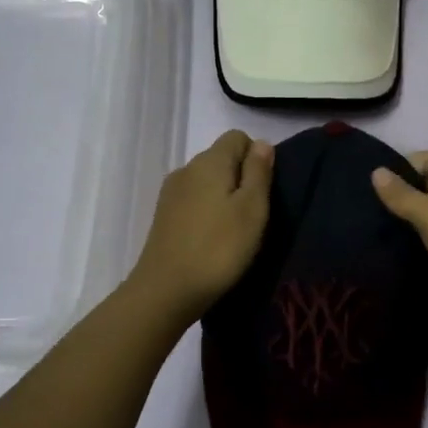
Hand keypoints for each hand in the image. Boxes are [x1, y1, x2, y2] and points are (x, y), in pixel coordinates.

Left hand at [128, 130, 273, 321]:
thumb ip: (259, 172)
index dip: (256, 157)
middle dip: (241, 178)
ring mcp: (171, 192)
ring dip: (224, 197)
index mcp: (209, 161)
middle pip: (221, 158)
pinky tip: (213, 239)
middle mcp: (186, 168)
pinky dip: (207, 212)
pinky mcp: (163, 216)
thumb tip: (262, 143)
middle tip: (254, 215)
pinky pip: (193, 201)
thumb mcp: (252, 209)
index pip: (237, 137)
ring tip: (235, 231)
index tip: (264, 191)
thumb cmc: (219, 248)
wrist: (166, 290)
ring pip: (207, 181)